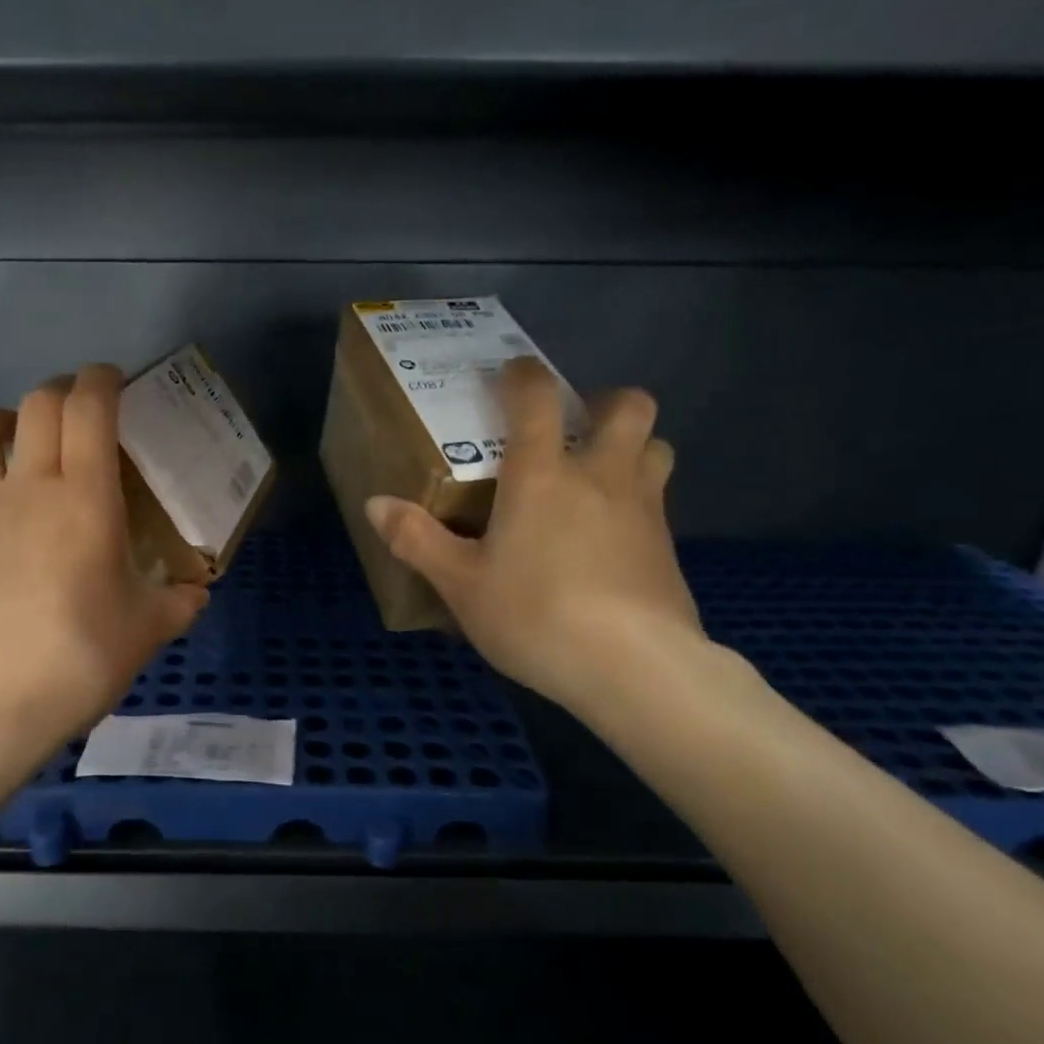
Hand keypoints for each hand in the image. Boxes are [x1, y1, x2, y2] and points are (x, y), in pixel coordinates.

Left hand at [0, 365, 208, 758]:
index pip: (88, 409)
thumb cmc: (82, 655)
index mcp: (85, 497)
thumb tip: (197, 594)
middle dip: (60, 391)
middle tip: (83, 409)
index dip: (102, 380)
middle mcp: (30, 490)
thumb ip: (179, 603)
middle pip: (34, 407)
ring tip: (17, 434)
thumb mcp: (149, 629)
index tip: (116, 380)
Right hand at [365, 358, 701, 713]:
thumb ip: (417, 540)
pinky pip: (657, 501)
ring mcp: (645, 508)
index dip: (522, 376)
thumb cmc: (535, 615)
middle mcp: (601, 476)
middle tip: (573, 429)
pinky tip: (608, 540)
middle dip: (604, 402)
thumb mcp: (461, 584)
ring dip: (632, 447)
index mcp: (543, 475)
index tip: (509, 375)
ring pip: (657, 448)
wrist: (634, 668)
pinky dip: (636, 501)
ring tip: (597, 478)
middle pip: (629, 406)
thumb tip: (375, 504)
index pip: (536, 398)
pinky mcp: (668, 547)